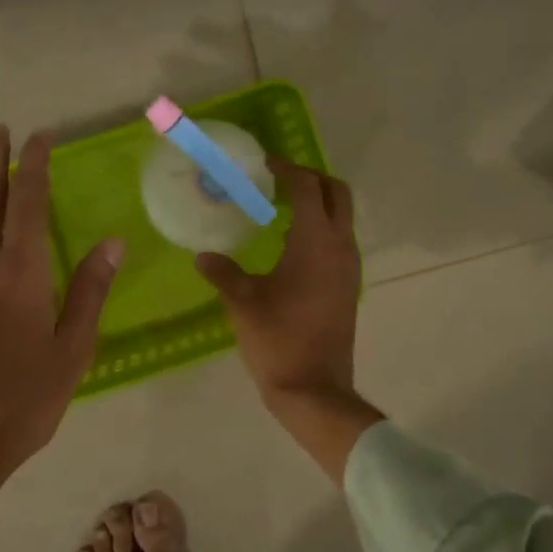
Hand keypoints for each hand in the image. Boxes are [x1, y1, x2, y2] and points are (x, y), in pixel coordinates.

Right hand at [195, 160, 382, 482]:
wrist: (314, 388)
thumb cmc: (277, 339)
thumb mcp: (242, 302)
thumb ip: (222, 272)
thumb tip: (203, 255)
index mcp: (315, 242)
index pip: (307, 187)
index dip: (287, 169)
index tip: (264, 164)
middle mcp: (340, 247)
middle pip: (337, 193)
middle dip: (311, 179)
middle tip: (278, 181)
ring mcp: (349, 267)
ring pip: (342, 218)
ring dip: (318, 204)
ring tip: (280, 209)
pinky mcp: (348, 286)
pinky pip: (339, 241)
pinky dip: (321, 229)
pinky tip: (291, 246)